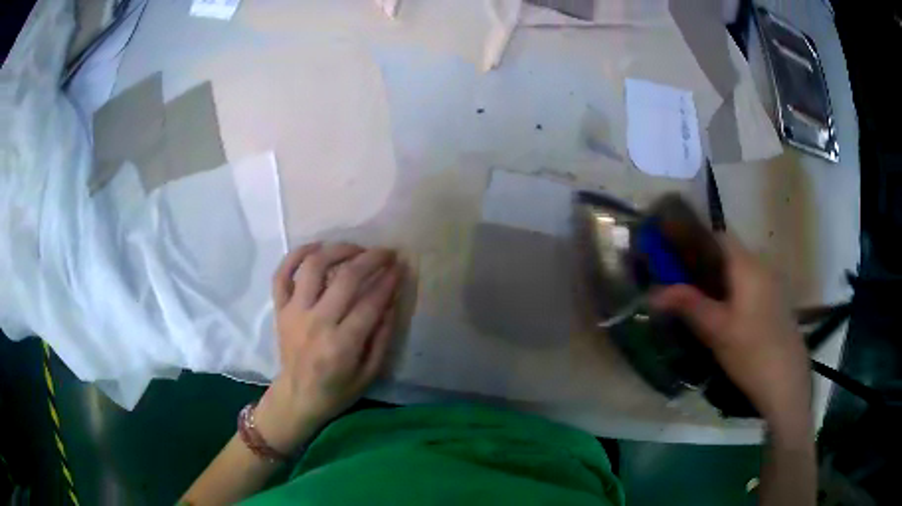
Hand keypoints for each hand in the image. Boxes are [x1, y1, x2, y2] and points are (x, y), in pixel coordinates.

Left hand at [255, 243, 402, 452]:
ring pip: (313, 267)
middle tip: (386, 253)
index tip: (400, 267)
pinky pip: (282, 274)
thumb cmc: (338, 390)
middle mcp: (317, 323)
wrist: (298, 397)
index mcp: (342, 345)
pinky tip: (316, 248)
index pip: (370, 302)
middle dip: (371, 259)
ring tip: (355, 249)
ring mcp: (294, 313)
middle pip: (346, 278)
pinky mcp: (280, 309)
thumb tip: (392, 300)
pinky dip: (296, 255)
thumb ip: (382, 337)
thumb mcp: (369, 373)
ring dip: (337, 250)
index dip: (389, 281)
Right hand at [650, 236, 810, 427]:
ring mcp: (772, 284)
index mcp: (747, 265)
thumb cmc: (751, 352)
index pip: (718, 236)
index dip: (694, 240)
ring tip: (697, 300)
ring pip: (739, 271)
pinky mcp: (775, 302)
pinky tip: (723, 315)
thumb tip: (653, 293)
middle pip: (728, 254)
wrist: (786, 382)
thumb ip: (688, 305)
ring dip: (718, 279)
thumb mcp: (716, 331)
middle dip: (703, 263)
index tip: (672, 255)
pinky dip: (732, 291)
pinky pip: (749, 285)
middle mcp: (762, 266)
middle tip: (679, 283)